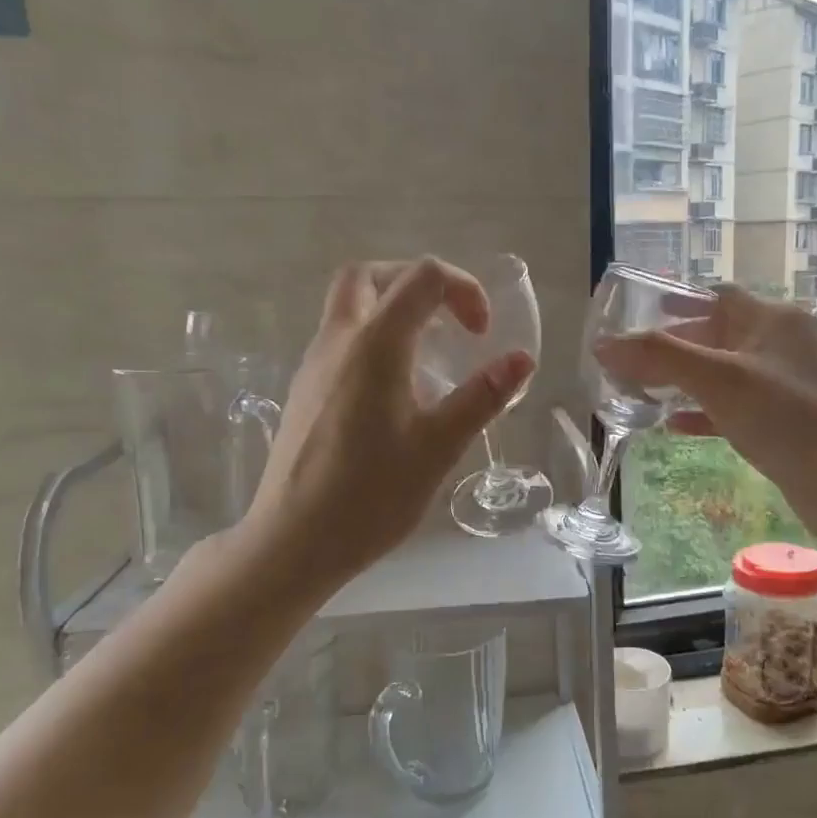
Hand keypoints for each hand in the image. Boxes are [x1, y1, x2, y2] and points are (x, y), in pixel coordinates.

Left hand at [239, 258, 534, 589]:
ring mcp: (314, 364)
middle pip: (369, 275)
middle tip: (449, 320)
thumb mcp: (439, 446)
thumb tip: (522, 359)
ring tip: (431, 355)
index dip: (463, 290)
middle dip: (416, 282)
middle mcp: (338, 341)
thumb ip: (483, 396)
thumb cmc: (371, 495)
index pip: (422, 278)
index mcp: (375, 345)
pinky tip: (396, 389)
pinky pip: (340, 339)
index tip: (482, 335)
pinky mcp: (305, 390)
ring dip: (392, 308)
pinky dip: (374, 337)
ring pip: (349, 305)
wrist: (293, 542)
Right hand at [596, 286, 816, 541]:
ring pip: (723, 373)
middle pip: (717, 335)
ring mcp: (784, 384)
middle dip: (674, 347)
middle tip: (633, 360)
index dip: (678, 301)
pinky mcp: (783, 420)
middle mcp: (782, 344)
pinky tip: (674, 426)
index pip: (718, 296)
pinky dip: (704, 412)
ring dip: (685, 381)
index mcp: (773, 319)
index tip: (641, 313)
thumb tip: (604, 346)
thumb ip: (659, 358)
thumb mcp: (717, 379)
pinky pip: (734, 407)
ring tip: (643, 390)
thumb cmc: (783, 415)